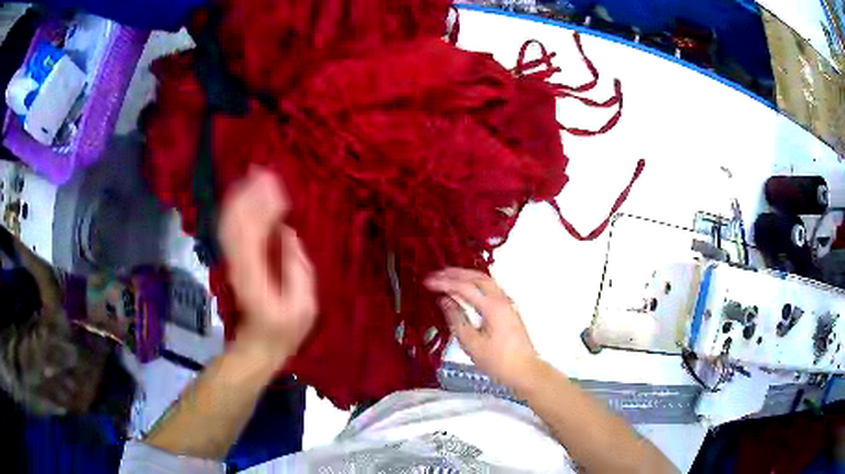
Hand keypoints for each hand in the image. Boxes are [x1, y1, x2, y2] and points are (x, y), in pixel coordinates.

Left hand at [219, 169, 317, 362]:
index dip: (262, 206)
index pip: (252, 231)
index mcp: (254, 274)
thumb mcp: (303, 305)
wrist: (259, 344)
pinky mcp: (235, 261)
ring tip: (257, 175)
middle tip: (266, 171)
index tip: (278, 186)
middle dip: (249, 193)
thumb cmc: (285, 329)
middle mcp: (238, 263)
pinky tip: (249, 196)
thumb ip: (296, 267)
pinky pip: (232, 229)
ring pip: (231, 222)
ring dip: (241, 197)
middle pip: (236, 221)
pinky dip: (239, 209)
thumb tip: (287, 232)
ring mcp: (233, 261)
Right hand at [425, 268, 538, 389]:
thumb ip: (456, 319)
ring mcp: (508, 303)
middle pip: (477, 277)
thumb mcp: (471, 343)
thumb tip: (444, 301)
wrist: (524, 370)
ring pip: (486, 280)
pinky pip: (490, 288)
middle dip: (455, 273)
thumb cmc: (498, 361)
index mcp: (493, 307)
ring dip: (466, 276)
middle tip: (436, 273)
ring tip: (448, 276)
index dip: (444, 283)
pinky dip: (475, 283)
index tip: (427, 282)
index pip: (464, 288)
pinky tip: (467, 289)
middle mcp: (502, 300)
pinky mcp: (509, 309)